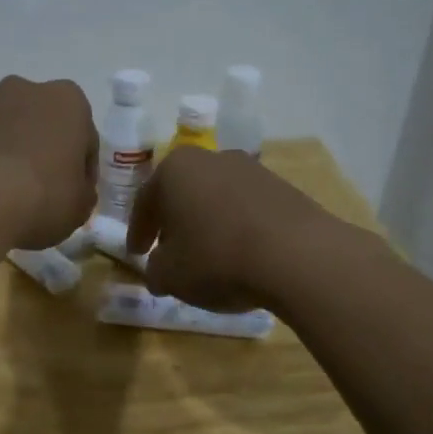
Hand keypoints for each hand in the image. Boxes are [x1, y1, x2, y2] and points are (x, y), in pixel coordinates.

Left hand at [0, 76, 97, 249]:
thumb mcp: (80, 206)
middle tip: (42, 191)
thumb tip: (75, 190)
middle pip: (41, 124)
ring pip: (6, 131)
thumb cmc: (42, 196)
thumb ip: (82, 192)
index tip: (75, 194)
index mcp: (67, 101)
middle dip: (43, 151)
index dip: (82, 169)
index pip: (85, 137)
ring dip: (10, 154)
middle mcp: (24, 90)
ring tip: (6, 196)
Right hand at [126, 147, 339, 311]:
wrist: (296, 256)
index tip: (136, 254)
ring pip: (216, 198)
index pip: (145, 202)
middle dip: (174, 222)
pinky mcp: (284, 188)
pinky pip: (247, 208)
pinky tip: (240, 254)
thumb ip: (155, 270)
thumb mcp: (170, 275)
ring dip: (207, 223)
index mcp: (174, 170)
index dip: (138, 232)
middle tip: (168, 251)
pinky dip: (237, 228)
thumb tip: (158, 270)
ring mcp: (252, 170)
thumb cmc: (216, 258)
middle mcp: (212, 158)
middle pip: (183, 193)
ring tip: (207, 256)